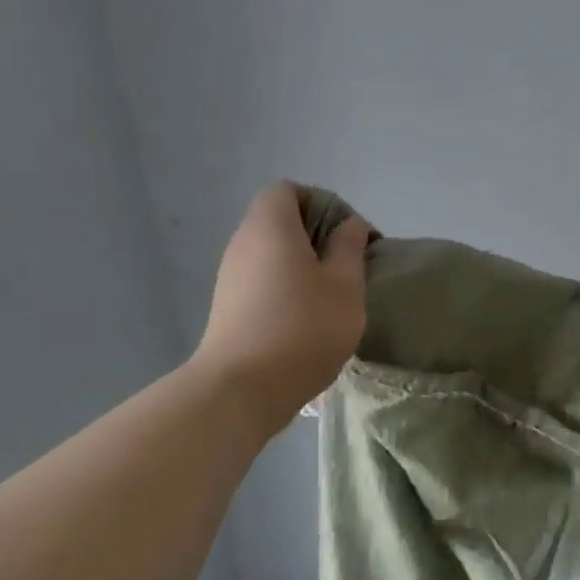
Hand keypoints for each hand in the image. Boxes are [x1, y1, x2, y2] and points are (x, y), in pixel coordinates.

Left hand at [193, 183, 370, 415]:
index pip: (288, 190)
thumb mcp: (345, 285)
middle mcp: (243, 242)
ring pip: (272, 253)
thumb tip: (350, 225)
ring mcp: (231, 276)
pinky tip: (308, 318)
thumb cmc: (304, 328)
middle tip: (349, 267)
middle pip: (280, 220)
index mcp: (270, 227)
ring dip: (304, 265)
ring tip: (333, 296)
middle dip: (318, 236)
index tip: (349, 235)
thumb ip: (349, 248)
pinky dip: (287, 286)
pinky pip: (263, 279)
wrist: (243, 389)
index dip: (322, 203)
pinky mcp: (229, 306)